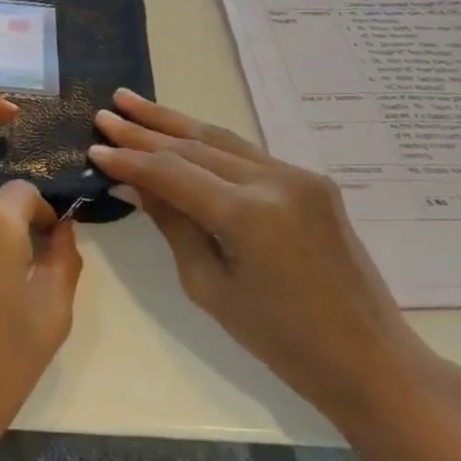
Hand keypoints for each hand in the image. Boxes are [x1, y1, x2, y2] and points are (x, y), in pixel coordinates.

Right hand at [88, 89, 453, 424]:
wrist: (367, 357)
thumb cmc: (279, 338)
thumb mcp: (208, 284)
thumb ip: (172, 223)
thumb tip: (134, 184)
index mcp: (248, 214)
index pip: (172, 172)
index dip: (129, 160)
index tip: (93, 149)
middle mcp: (275, 181)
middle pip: (194, 146)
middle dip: (144, 130)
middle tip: (104, 114)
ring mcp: (298, 177)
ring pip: (220, 140)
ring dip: (173, 123)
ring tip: (132, 103)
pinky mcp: (310, 183)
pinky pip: (245, 155)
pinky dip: (206, 144)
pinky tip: (179, 134)